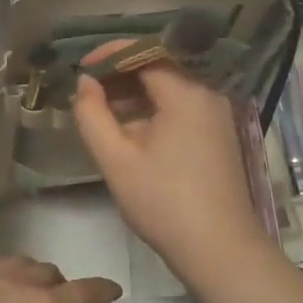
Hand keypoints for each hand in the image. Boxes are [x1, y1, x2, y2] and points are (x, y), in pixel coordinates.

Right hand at [72, 61, 274, 281]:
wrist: (219, 249)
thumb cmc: (163, 202)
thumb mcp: (117, 159)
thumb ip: (93, 115)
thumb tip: (86, 83)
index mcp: (186, 93)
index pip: (145, 54)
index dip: (110, 55)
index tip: (82, 68)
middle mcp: (207, 95)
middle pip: (159, 70)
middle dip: (121, 76)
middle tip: (88, 92)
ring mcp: (217, 116)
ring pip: (170, 91)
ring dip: (136, 96)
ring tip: (103, 113)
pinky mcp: (219, 136)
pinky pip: (182, 110)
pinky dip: (155, 112)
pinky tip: (132, 133)